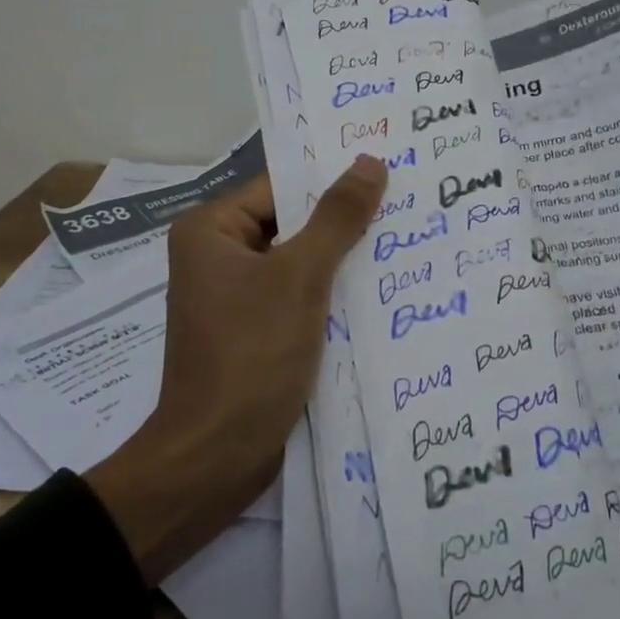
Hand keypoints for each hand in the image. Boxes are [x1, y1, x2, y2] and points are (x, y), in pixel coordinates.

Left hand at [85, 156, 387, 579]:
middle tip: (408, 208)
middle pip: (293, 226)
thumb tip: (369, 162)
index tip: (389, 175)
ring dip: (345, 264)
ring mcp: (238, 300)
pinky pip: (301, 300)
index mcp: (212, 231)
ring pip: (302, 266)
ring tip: (406, 245)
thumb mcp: (300, 277)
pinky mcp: (257, 334)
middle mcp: (219, 258)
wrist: (217, 456)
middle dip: (346, 225)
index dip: (333, 182)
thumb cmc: (252, 354)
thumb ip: (337, 218)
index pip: (281, 188)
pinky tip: (382, 295)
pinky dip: (334, 298)